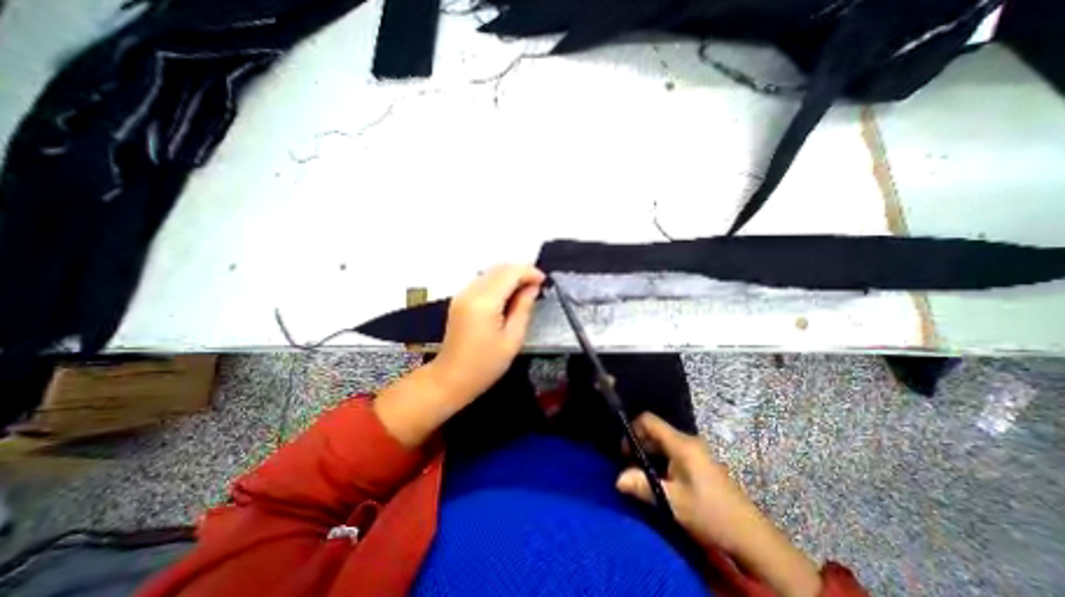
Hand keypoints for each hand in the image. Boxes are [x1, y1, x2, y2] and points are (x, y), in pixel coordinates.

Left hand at [427, 267, 544, 404]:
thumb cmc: (485, 365)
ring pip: (490, 272)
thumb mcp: (512, 339)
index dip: (529, 272)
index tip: (544, 281)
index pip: (510, 273)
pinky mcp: (459, 299)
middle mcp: (471, 291)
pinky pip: (482, 280)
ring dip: (510, 275)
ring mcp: (462, 294)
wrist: (451, 378)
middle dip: (521, 271)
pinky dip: (498, 282)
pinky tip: (508, 295)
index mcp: (484, 302)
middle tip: (537, 286)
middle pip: (499, 268)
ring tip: (525, 290)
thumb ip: (523, 308)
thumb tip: (532, 288)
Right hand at [612, 413, 759, 551]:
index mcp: (681, 444)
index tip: (625, 452)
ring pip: (663, 444)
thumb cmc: (710, 514)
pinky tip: (660, 482)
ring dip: (650, 457)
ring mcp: (695, 452)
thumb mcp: (673, 502)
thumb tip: (617, 479)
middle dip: (639, 446)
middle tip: (631, 469)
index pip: (648, 420)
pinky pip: (673, 454)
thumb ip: (643, 486)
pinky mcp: (699, 463)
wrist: (751, 537)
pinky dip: (661, 462)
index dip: (633, 430)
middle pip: (655, 432)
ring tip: (643, 477)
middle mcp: (687, 442)